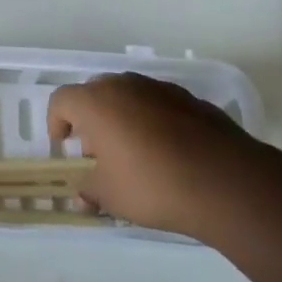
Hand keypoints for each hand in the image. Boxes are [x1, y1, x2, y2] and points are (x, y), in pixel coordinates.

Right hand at [47, 73, 251, 235]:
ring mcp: (158, 87)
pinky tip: (168, 153)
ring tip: (135, 154)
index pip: (62, 100)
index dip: (57, 121)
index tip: (64, 145)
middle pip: (95, 93)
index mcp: (96, 102)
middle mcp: (123, 84)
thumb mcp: (112, 197)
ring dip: (122, 118)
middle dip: (91, 119)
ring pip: (128, 96)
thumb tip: (83, 194)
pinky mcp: (188, 98)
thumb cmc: (154, 185)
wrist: (224, 180)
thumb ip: (91, 191)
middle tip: (98, 152)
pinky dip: (153, 120)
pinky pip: (157, 104)